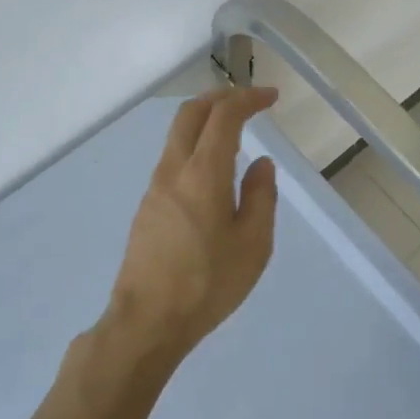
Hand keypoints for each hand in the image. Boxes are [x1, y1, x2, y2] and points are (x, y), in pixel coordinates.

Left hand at [94, 87, 280, 376]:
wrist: (147, 322)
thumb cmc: (208, 284)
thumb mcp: (253, 244)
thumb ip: (261, 197)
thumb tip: (261, 164)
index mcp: (203, 174)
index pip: (224, 116)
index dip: (249, 99)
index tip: (272, 98)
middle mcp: (173, 171)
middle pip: (190, 113)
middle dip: (221, 97)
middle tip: (249, 100)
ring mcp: (155, 188)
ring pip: (178, 136)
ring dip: (206, 121)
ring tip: (237, 133)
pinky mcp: (147, 207)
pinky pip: (173, 160)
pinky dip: (196, 146)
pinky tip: (214, 171)